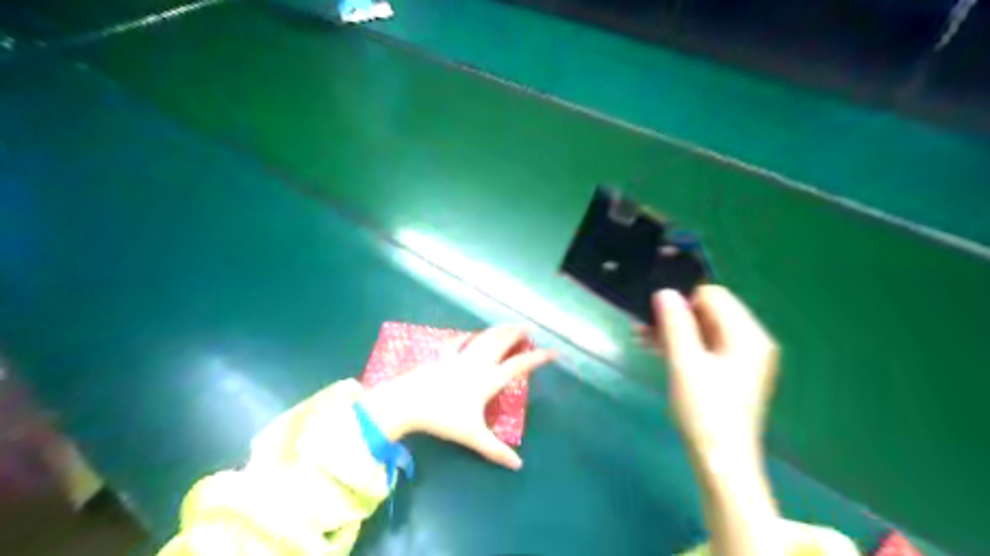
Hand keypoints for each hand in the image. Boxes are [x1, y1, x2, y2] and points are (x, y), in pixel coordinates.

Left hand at [358, 326, 555, 467]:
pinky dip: (467, 336)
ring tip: (508, 325)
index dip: (537, 358)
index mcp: (488, 380)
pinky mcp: (443, 356)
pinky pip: (458, 342)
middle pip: (501, 344)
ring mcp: (459, 357)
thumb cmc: (443, 418)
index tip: (553, 352)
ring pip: (483, 338)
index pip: (519, 366)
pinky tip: (468, 333)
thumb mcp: (472, 436)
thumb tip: (519, 466)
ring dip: (498, 330)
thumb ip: (496, 450)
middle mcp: (478, 364)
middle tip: (528, 328)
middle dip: (516, 334)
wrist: (409, 401)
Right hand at [651, 286, 782, 459]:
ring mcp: (741, 358)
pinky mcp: (730, 372)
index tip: (655, 314)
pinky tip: (655, 350)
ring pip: (702, 329)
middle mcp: (749, 341)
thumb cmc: (705, 411)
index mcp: (747, 335)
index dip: (682, 300)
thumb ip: (675, 324)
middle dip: (673, 316)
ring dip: (672, 330)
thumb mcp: (685, 363)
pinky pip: (704, 346)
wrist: (721, 461)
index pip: (713, 296)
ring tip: (641, 337)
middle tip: (640, 326)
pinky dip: (681, 345)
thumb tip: (664, 291)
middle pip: (708, 312)